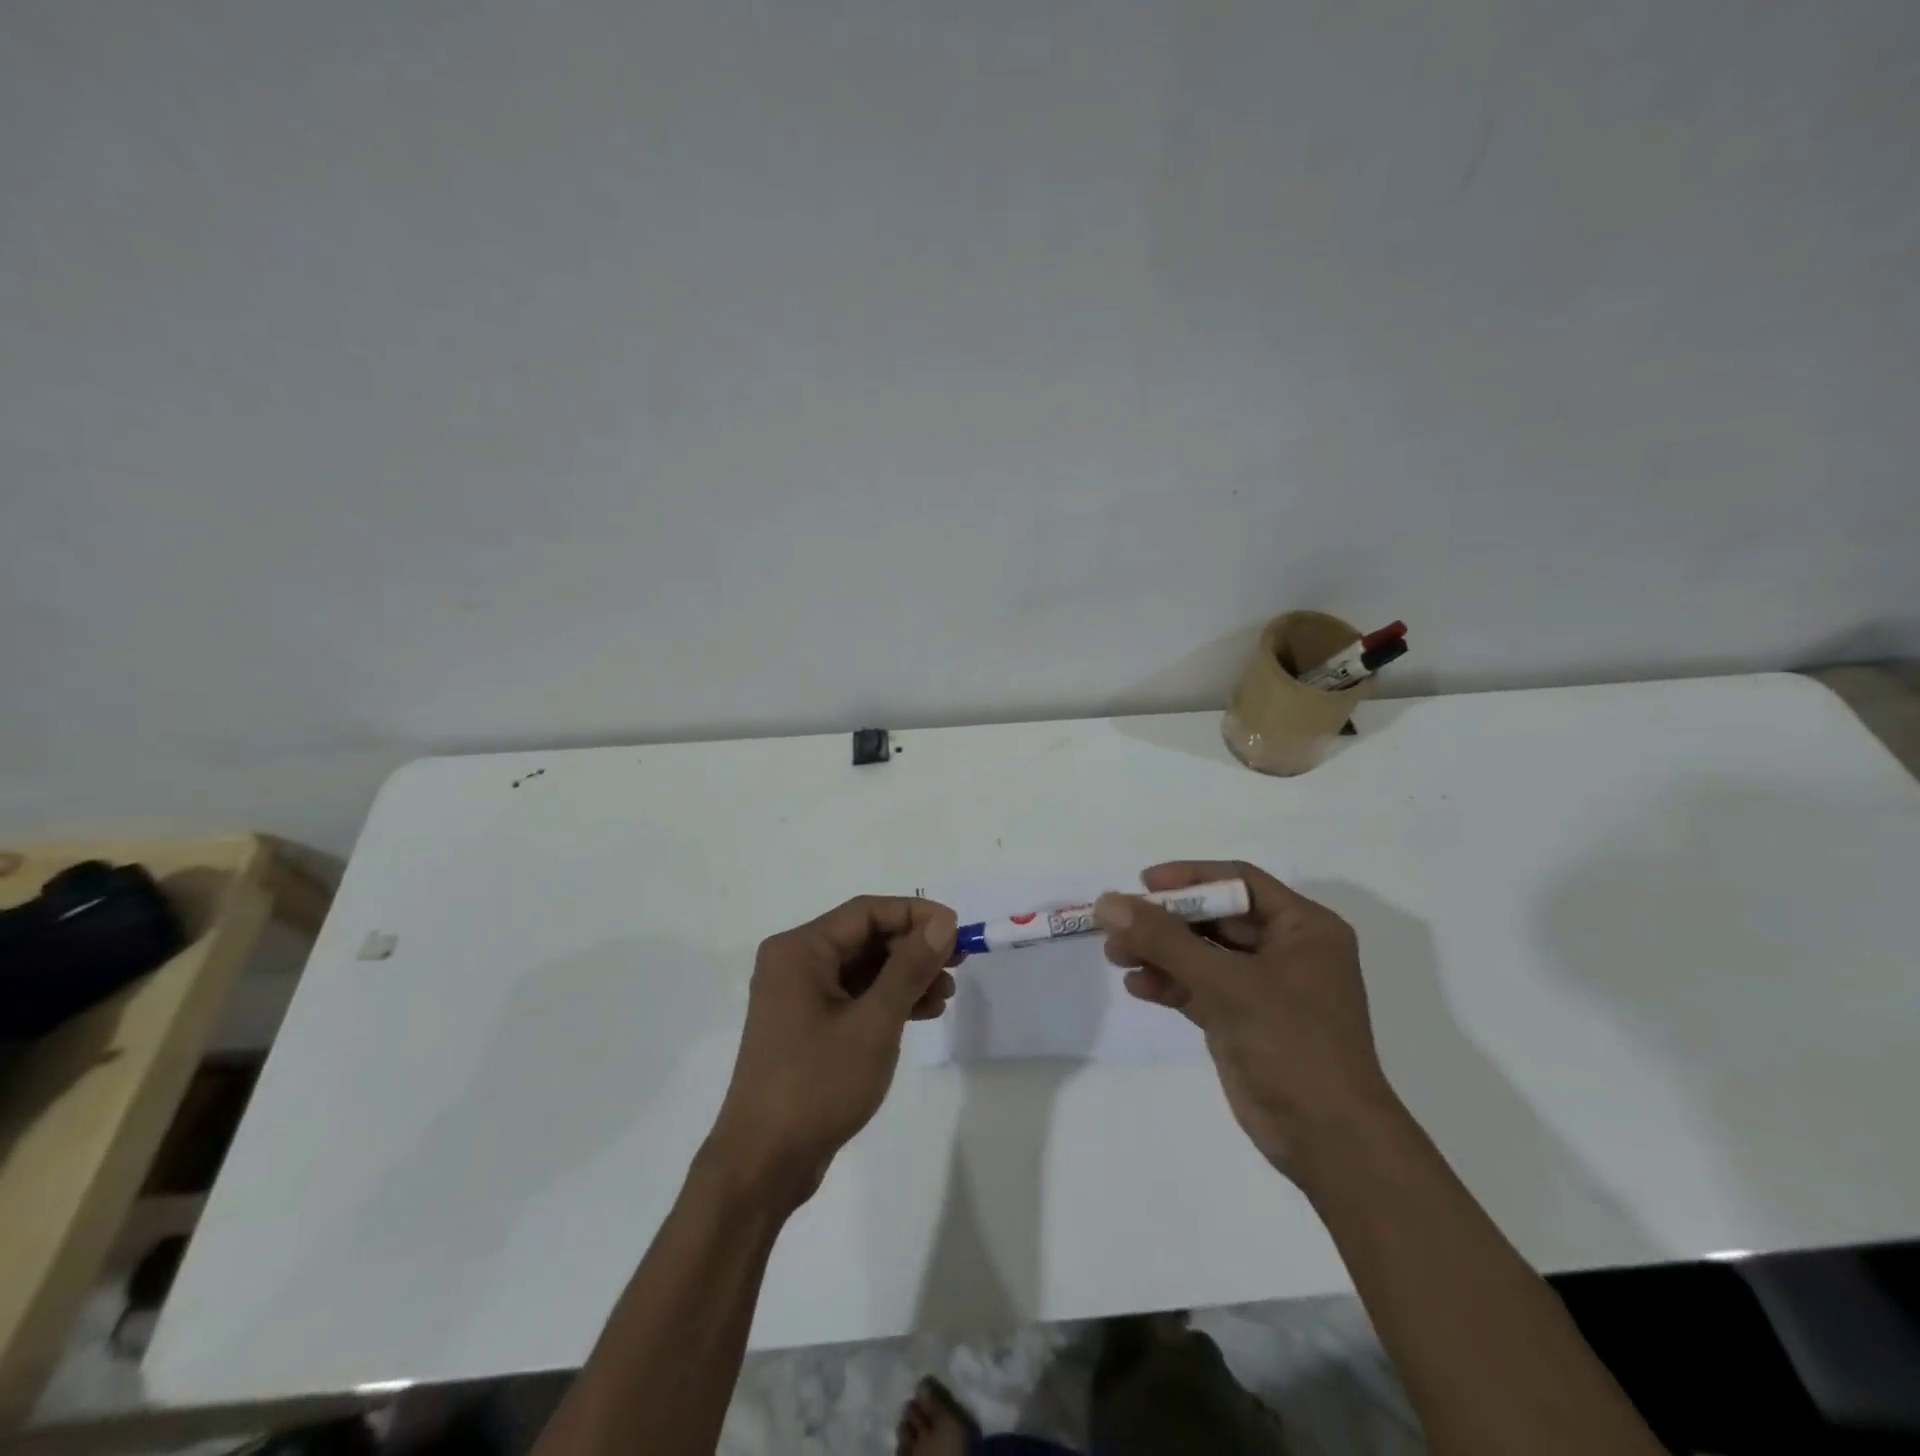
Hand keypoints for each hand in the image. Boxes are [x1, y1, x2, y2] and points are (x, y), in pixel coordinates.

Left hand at [705, 896, 958, 1209]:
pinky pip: (854, 995)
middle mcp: (795, 963)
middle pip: (865, 937)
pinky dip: (888, 1000)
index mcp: (800, 950)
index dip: (916, 915)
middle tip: (958, 964)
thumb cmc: (817, 1084)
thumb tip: (942, 923)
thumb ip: (909, 968)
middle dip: (913, 948)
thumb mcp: (873, 1022)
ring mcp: (799, 995)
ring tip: (946, 996)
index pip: (867, 912)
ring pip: (863, 968)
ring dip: (905, 976)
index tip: (957, 931)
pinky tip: (922, 1012)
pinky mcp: (808, 1025)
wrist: (764, 1164)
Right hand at [1095, 861, 1398, 1174]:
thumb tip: (1107, 902)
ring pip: (1202, 952)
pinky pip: (1199, 986)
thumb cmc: (1291, 1044)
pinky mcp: (1243, 1019)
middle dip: (1165, 921)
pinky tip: (1137, 987)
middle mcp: (1286, 949)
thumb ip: (1164, 940)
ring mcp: (1264, 986)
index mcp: (1303, 928)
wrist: (1328, 1140)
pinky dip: (1169, 983)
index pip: (1239, 881)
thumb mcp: (1226, 984)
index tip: (1142, 884)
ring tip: (1115, 956)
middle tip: (1117, 925)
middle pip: (1215, 917)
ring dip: (1159, 952)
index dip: (1190, 878)